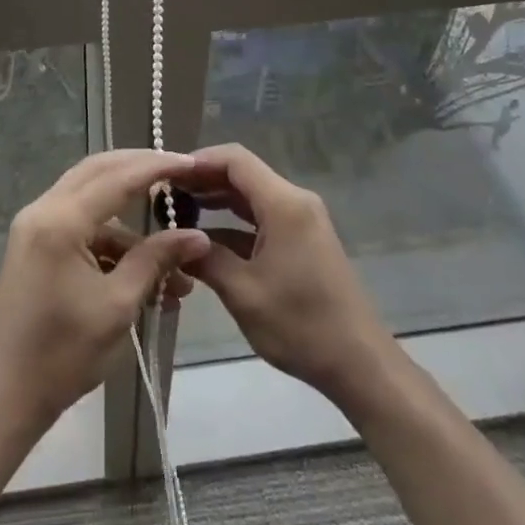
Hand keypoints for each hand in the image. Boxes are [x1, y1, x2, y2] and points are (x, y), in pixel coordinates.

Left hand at [0, 150, 210, 431]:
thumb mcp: (118, 306)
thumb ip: (156, 261)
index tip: (192, 162)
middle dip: (141, 169)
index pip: (118, 177)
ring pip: (90, 196)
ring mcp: (35, 225)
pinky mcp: (35, 243)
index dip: (157, 166)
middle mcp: (43, 209)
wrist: (4, 396)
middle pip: (99, 171)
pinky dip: (111, 237)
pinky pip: (79, 222)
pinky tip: (144, 268)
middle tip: (180, 173)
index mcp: (61, 220)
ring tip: (174, 249)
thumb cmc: (62, 355)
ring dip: (130, 215)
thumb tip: (198, 237)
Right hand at [182, 143, 394, 402]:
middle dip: (202, 180)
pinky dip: (233, 223)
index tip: (166, 175)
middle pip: (242, 174)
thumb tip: (174, 239)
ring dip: (216, 201)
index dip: (198, 161)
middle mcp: (294, 201)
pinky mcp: (302, 240)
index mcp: (284, 204)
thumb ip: (205, 259)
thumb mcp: (243, 293)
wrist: (359, 364)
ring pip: (250, 196)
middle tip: (164, 195)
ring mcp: (301, 220)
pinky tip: (205, 239)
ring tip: (177, 213)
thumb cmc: (301, 326)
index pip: (235, 159)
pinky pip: (261, 217)